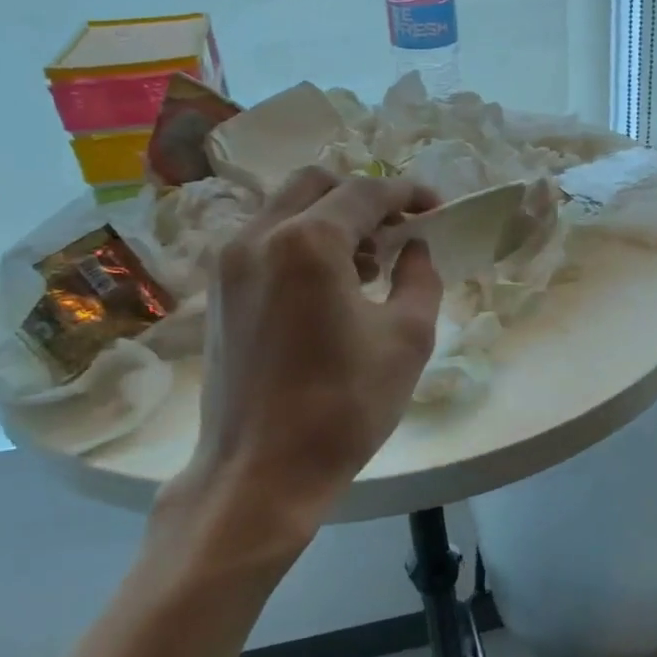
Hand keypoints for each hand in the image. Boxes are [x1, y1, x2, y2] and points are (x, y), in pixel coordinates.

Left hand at [156, 167, 442, 567]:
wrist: (260, 471)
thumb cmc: (344, 406)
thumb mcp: (407, 339)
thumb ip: (420, 278)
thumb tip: (414, 248)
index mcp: (308, 243)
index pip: (365, 193)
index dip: (407, 193)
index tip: (436, 207)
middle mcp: (259, 237)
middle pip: (317, 184)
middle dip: (364, 197)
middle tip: (399, 230)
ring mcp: (230, 263)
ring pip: (285, 208)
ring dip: (331, 218)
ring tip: (369, 263)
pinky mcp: (219, 291)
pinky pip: (265, 240)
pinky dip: (302, 241)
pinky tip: (330, 285)